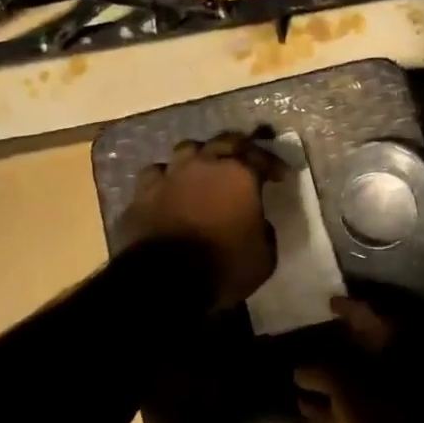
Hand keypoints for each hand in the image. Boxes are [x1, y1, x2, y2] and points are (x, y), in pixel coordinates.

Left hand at [118, 131, 287, 309]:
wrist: (165, 280)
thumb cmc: (224, 266)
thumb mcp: (264, 256)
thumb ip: (264, 231)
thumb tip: (257, 223)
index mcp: (239, 175)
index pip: (261, 157)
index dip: (273, 164)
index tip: (281, 175)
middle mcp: (203, 165)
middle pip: (223, 142)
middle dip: (239, 148)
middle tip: (245, 159)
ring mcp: (169, 175)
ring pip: (186, 150)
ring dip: (199, 157)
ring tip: (204, 169)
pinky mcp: (142, 193)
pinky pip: (156, 175)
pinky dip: (167, 180)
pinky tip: (169, 189)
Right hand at [294, 297, 423, 422]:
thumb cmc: (381, 411)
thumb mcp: (343, 383)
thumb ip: (318, 370)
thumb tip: (298, 369)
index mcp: (395, 342)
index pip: (371, 312)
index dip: (349, 305)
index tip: (329, 301)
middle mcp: (396, 362)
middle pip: (364, 344)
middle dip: (338, 341)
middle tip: (311, 335)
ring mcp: (392, 393)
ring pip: (357, 375)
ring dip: (330, 374)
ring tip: (299, 372)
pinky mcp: (384, 422)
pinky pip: (353, 403)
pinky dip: (331, 401)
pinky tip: (305, 404)